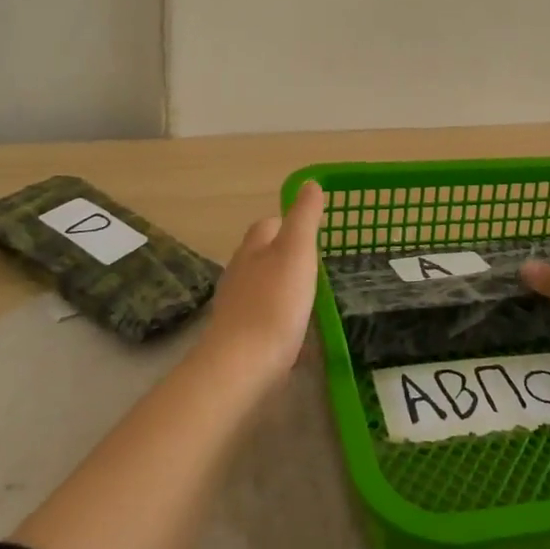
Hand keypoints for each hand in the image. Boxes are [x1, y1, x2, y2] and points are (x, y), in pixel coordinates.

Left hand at [198, 180, 326, 383]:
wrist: (242, 365)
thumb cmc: (274, 303)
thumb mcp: (297, 252)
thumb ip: (304, 218)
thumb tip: (310, 183)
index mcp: (252, 248)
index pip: (268, 225)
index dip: (288, 225)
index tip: (312, 235)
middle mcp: (238, 272)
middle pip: (261, 255)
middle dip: (283, 257)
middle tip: (315, 267)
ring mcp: (235, 306)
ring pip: (260, 286)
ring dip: (280, 288)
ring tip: (308, 298)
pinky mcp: (238, 336)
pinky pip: (260, 318)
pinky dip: (276, 318)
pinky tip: (293, 331)